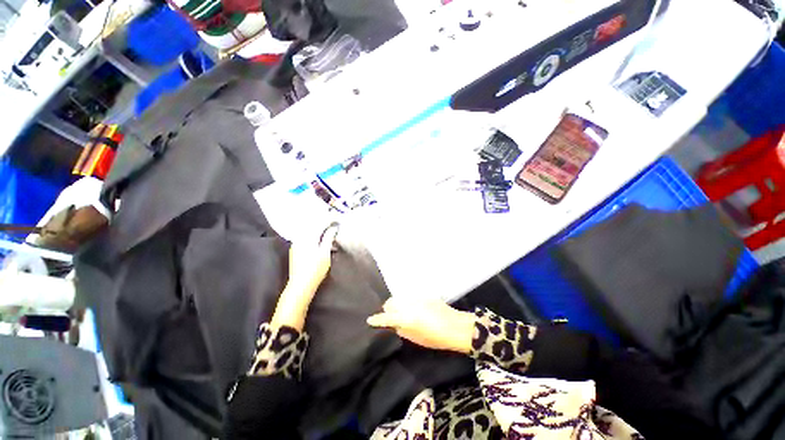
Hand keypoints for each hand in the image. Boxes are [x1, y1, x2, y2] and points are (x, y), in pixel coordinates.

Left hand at [272, 224, 338, 329]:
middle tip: (334, 222)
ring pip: (308, 232)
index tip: (338, 218)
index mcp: (307, 237)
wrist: (300, 286)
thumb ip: (328, 238)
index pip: (319, 222)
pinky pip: (305, 238)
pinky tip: (319, 240)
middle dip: (323, 222)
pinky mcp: (295, 251)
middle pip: (312, 225)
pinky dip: (314, 236)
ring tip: (328, 230)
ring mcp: (296, 245)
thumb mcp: (325, 253)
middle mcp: (299, 238)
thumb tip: (333, 227)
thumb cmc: (315, 270)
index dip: (329, 219)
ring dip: (318, 229)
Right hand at [367, 298, 476, 353]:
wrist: (455, 326)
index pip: (387, 317)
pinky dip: (407, 302)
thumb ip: (402, 330)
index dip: (377, 319)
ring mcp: (416, 298)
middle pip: (391, 302)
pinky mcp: (423, 295)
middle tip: (391, 318)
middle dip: (388, 309)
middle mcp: (409, 304)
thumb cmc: (436, 338)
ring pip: (400, 298)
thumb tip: (394, 325)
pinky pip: (410, 297)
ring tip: (402, 313)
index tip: (370, 320)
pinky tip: (413, 309)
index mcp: (407, 318)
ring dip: (397, 305)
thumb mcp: (417, 339)